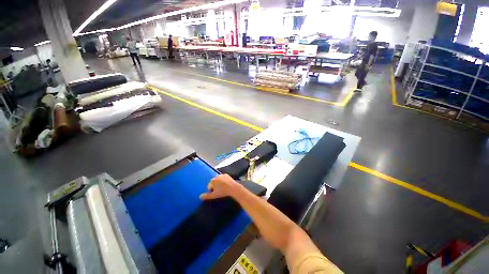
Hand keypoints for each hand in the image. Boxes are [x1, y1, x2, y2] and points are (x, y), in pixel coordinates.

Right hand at [199, 174, 239, 199]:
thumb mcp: (214, 195)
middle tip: (220, 191)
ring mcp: (221, 175)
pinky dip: (223, 181)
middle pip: (213, 183)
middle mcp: (216, 176)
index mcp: (212, 181)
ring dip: (219, 183)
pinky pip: (223, 178)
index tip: (216, 194)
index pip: (209, 187)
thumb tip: (199, 197)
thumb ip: (206, 196)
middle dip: (215, 186)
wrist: (233, 188)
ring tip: (223, 188)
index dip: (212, 191)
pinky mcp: (226, 175)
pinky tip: (226, 185)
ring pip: (218, 180)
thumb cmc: (223, 192)